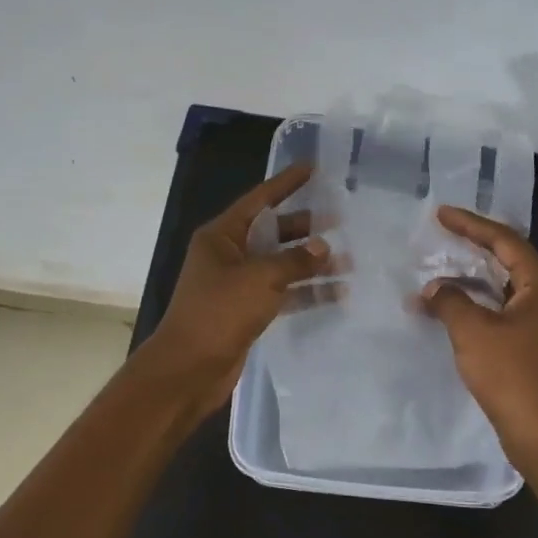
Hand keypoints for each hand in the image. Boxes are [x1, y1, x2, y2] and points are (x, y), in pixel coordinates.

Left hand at [144, 162, 329, 412]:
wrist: (189, 369)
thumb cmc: (218, 313)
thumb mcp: (259, 279)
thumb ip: (294, 260)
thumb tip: (322, 246)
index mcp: (222, 236)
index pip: (259, 200)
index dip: (286, 183)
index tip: (313, 168)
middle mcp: (229, 255)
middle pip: (273, 232)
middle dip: (306, 228)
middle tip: (342, 221)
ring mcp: (238, 284)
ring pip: (281, 264)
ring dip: (311, 263)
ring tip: (349, 261)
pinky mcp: (247, 311)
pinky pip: (282, 293)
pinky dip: (305, 292)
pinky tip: (336, 293)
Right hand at [419, 205, 537, 466]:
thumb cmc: (512, 375)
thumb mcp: (473, 332)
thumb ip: (449, 301)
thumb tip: (433, 288)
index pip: (504, 241)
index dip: (470, 225)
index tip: (441, 214)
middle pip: (511, 260)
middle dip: (475, 248)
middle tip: (444, 236)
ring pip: (510, 287)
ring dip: (476, 280)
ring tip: (444, 272)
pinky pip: (511, 310)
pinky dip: (485, 303)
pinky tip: (460, 309)